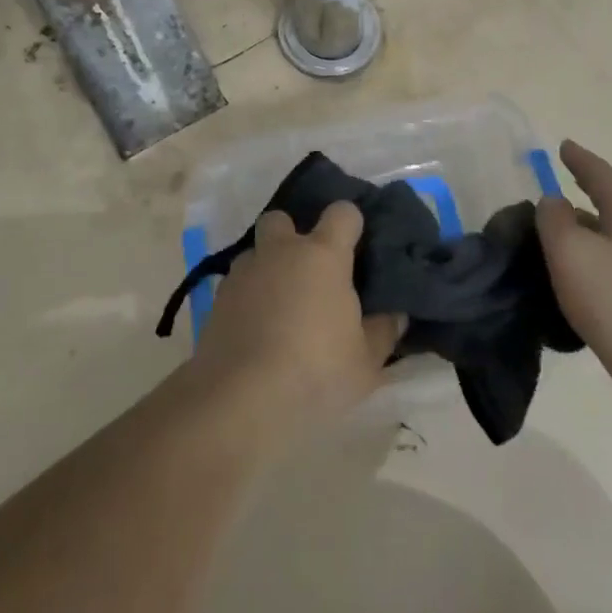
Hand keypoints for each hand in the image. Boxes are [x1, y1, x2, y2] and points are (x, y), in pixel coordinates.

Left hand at [190, 203, 404, 434]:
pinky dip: (246, 299)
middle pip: (282, 219)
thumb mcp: (366, 362)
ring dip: (267, 270)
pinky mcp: (216, 300)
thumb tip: (395, 313)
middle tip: (306, 271)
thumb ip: (383, 331)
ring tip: (278, 307)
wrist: (240, 399)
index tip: (356, 246)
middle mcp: (281, 252)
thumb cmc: (315, 372)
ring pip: (255, 254)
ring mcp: (244, 272)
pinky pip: (236, 286)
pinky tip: (254, 331)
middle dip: (292, 235)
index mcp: (323, 255)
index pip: (342, 213)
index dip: (350, 223)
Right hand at [537, 140, 611, 419]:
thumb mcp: (571, 250)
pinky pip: (610, 277)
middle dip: (578, 203)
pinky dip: (587, 271)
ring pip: (607, 246)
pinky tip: (568, 288)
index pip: (602, 176)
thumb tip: (553, 203)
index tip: (563, 146)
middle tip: (547, 202)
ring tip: (549, 247)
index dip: (580, 160)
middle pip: (608, 211)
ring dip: (581, 241)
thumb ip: (554, 219)